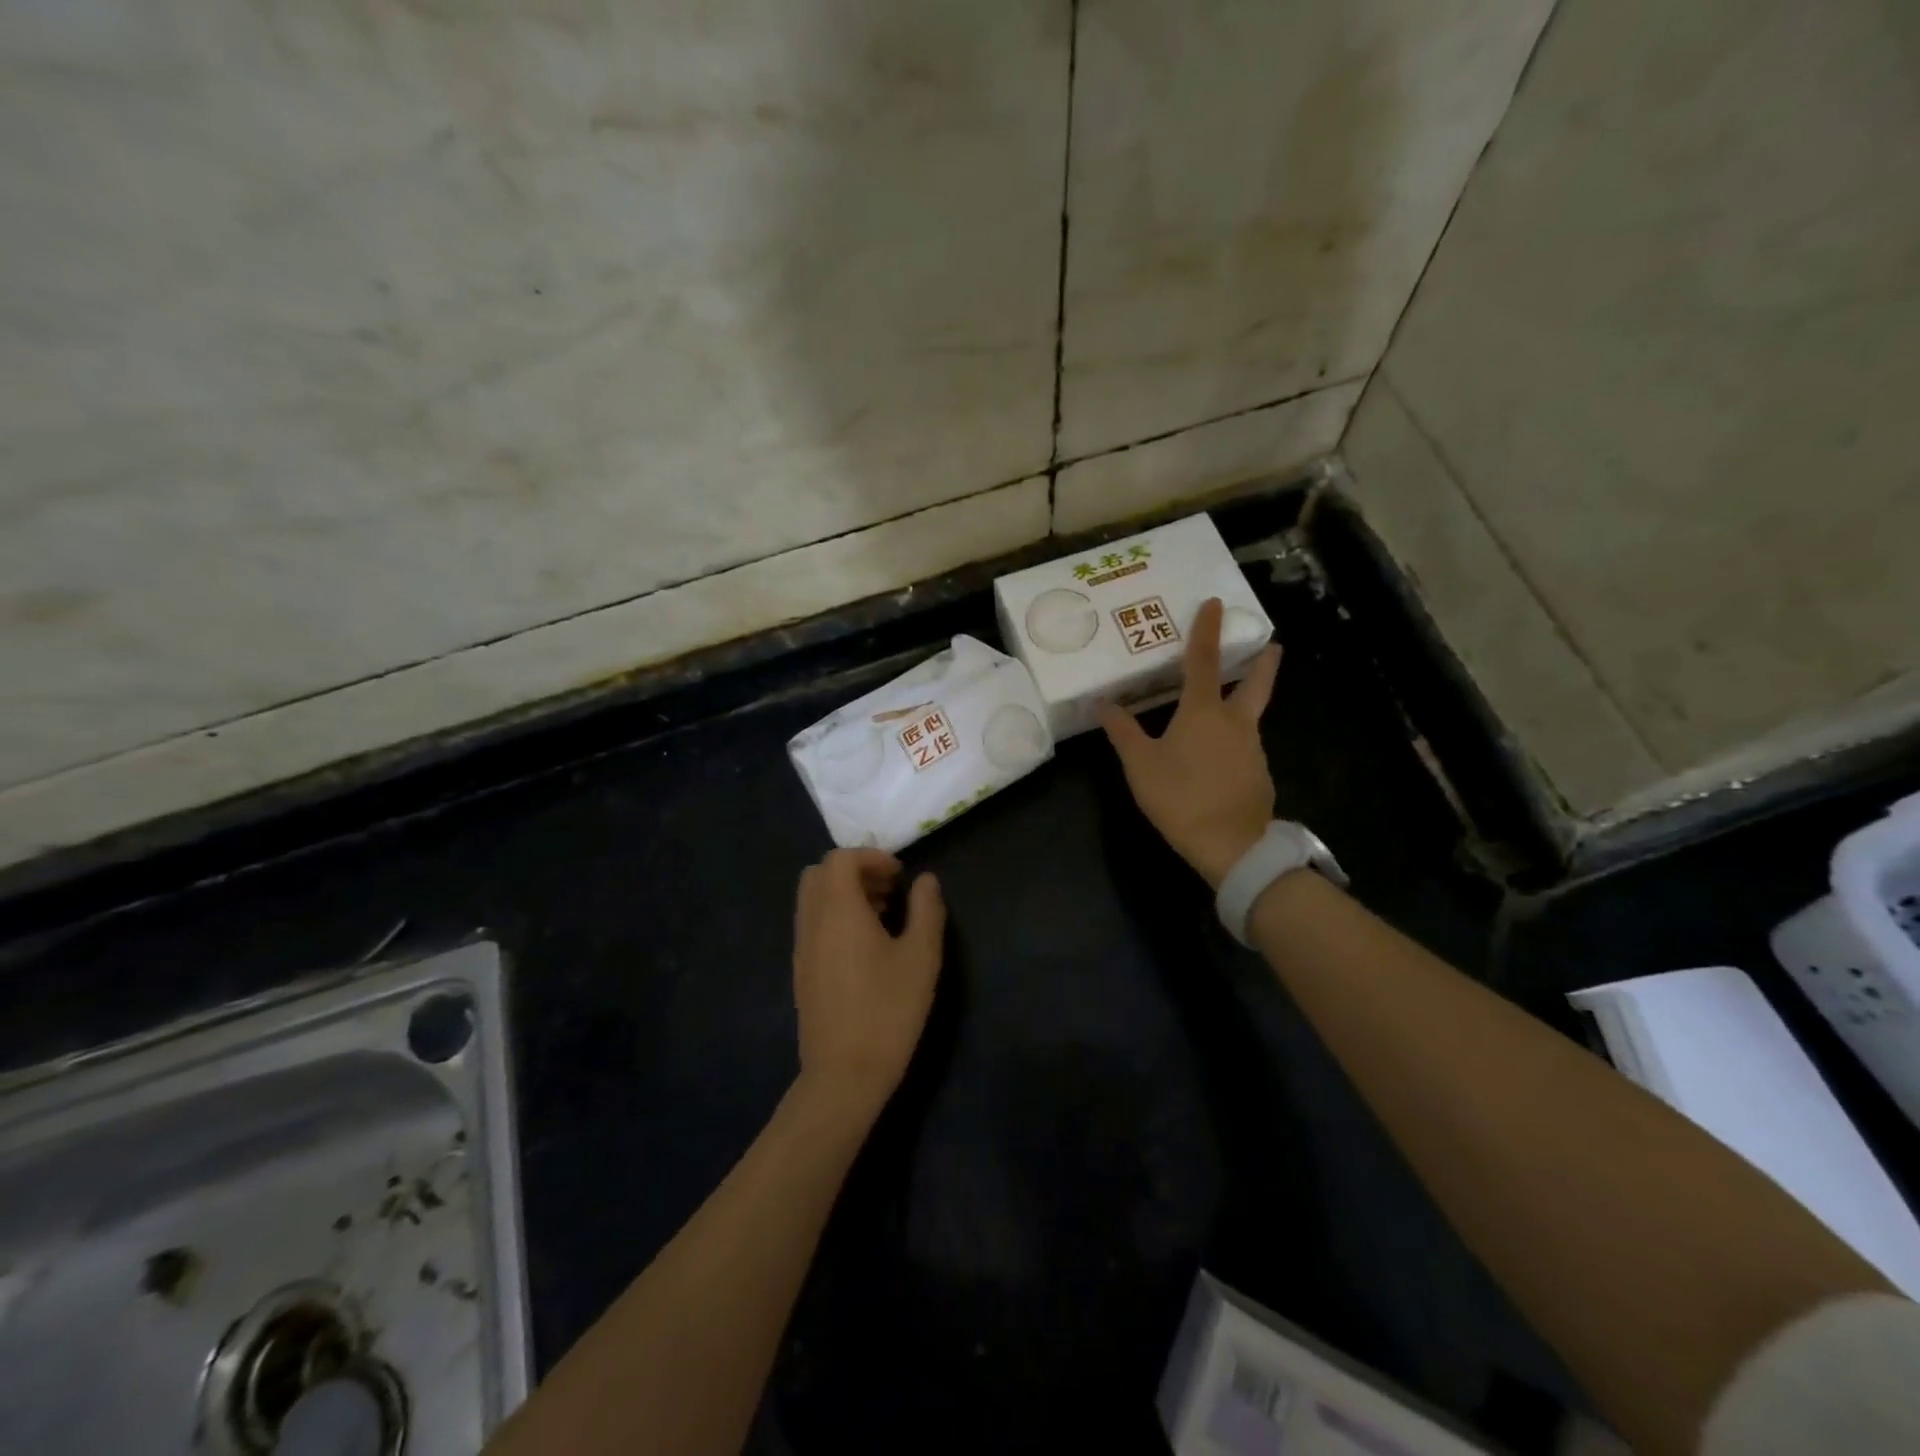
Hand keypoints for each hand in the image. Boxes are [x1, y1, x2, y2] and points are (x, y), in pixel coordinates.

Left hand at [791, 849, 945, 1119]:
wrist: (844, 1074)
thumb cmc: (888, 1010)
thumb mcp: (921, 957)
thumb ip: (926, 910)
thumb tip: (926, 880)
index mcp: (838, 910)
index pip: (840, 859)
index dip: (871, 857)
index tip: (900, 875)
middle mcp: (812, 921)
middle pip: (820, 874)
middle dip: (855, 871)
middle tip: (889, 890)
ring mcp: (801, 948)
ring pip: (814, 900)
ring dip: (845, 894)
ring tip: (883, 916)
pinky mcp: (801, 971)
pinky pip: (812, 924)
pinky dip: (835, 917)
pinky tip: (866, 947)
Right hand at [1098, 598, 1281, 888]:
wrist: (1232, 846)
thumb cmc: (1181, 797)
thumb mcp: (1140, 765)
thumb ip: (1122, 731)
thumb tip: (1102, 703)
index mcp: (1203, 712)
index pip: (1204, 660)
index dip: (1207, 630)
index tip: (1216, 603)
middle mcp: (1235, 722)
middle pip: (1255, 683)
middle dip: (1263, 662)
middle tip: (1273, 645)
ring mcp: (1252, 749)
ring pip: (1248, 718)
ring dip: (1242, 705)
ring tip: (1222, 711)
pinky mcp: (1259, 775)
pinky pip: (1244, 748)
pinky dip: (1234, 742)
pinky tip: (1219, 759)